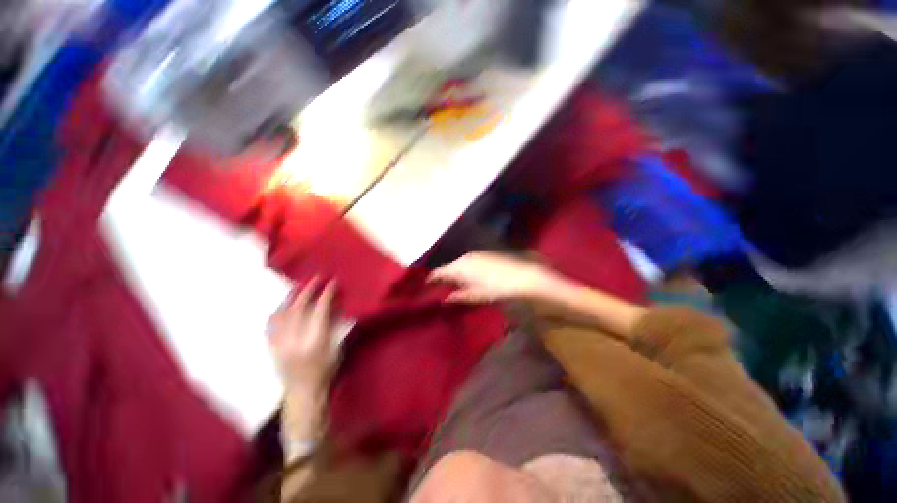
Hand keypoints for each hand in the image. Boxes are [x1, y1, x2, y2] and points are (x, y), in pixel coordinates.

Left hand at [267, 278, 341, 392]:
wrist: (303, 393)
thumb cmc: (326, 370)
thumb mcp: (337, 348)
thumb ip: (334, 326)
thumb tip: (334, 305)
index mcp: (315, 341)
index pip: (320, 310)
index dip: (326, 294)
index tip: (332, 283)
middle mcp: (295, 340)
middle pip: (299, 309)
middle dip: (308, 290)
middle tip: (316, 279)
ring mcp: (280, 344)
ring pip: (283, 314)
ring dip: (292, 297)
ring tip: (299, 287)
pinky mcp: (272, 348)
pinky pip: (271, 325)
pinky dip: (277, 312)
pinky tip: (282, 305)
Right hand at [428, 252, 562, 302]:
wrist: (521, 276)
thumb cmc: (496, 288)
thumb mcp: (476, 295)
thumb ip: (459, 296)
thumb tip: (446, 298)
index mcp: (460, 267)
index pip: (439, 272)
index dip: (432, 278)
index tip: (426, 285)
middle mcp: (465, 258)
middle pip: (449, 266)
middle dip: (444, 276)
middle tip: (441, 287)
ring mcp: (475, 254)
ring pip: (459, 263)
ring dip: (456, 272)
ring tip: (456, 283)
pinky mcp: (484, 254)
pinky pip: (469, 261)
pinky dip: (465, 268)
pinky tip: (470, 276)